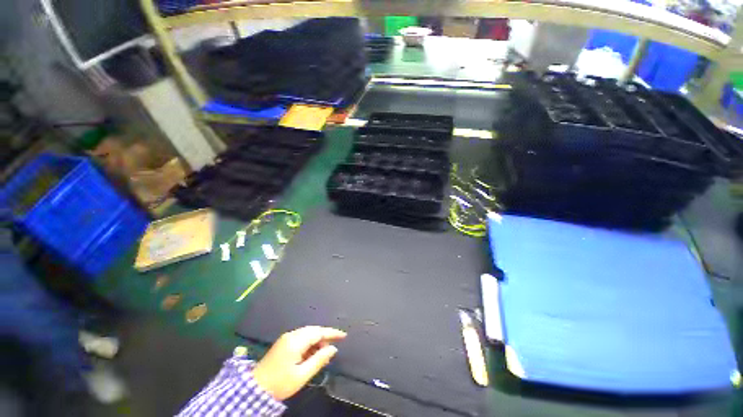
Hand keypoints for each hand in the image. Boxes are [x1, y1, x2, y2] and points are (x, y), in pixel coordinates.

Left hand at [252, 326, 346, 400]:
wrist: (255, 389)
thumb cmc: (280, 383)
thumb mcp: (302, 375)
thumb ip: (319, 360)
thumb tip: (333, 348)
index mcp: (296, 341)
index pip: (318, 332)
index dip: (332, 333)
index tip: (344, 335)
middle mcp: (292, 335)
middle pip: (313, 330)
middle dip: (324, 337)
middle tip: (333, 348)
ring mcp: (286, 337)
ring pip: (308, 333)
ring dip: (317, 341)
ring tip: (323, 354)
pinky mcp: (284, 342)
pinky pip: (301, 337)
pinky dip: (310, 343)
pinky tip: (312, 353)